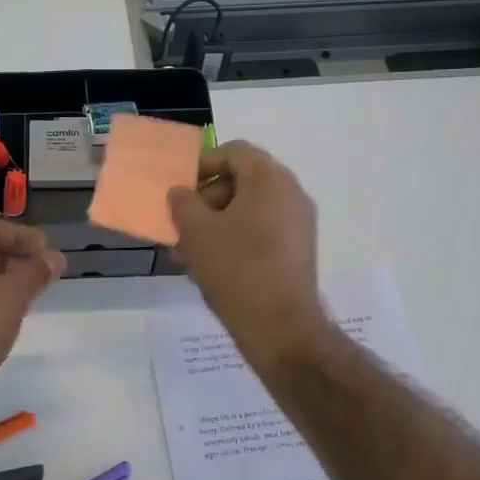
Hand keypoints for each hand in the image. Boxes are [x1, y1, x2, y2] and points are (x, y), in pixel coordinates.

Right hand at [168, 141, 332, 365]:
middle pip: (241, 181)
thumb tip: (181, 192)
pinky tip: (210, 267)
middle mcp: (291, 194)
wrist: (281, 328)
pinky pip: (261, 231)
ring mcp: (299, 223)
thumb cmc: (236, 269)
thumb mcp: (197, 232)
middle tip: (180, 225)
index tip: (180, 189)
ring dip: (215, 223)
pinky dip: (235, 239)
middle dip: (205, 200)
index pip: (234, 152)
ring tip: (187, 252)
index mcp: (270, 179)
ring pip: (248, 210)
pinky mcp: (298, 250)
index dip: (202, 164)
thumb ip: (183, 203)